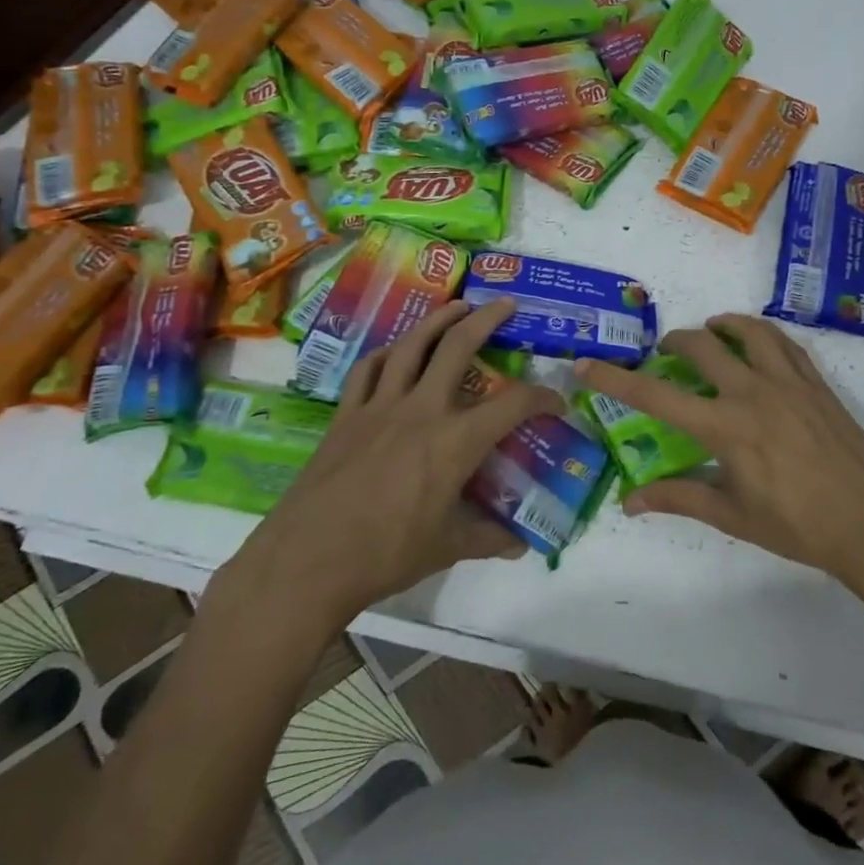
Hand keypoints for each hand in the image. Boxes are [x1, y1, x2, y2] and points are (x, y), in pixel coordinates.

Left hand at [222, 299, 563, 625]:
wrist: (308, 559)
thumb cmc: (386, 554)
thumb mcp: (446, 548)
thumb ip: (487, 538)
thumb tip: (519, 545)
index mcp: (455, 441)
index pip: (512, 405)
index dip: (541, 398)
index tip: (555, 402)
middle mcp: (421, 409)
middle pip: (457, 347)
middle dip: (487, 319)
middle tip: (505, 304)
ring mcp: (379, 406)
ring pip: (411, 345)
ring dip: (437, 319)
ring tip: (457, 306)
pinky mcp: (346, 415)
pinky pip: (368, 369)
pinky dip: (387, 352)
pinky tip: (395, 351)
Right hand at [576, 314, 863, 599]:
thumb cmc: (798, 526)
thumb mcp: (732, 516)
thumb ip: (679, 498)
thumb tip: (630, 501)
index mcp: (726, 427)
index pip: (656, 397)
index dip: (615, 380)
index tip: (585, 364)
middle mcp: (753, 392)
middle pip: (702, 346)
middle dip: (674, 343)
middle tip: (665, 355)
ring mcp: (789, 382)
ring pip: (748, 331)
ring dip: (722, 325)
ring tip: (711, 334)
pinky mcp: (816, 382)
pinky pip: (784, 342)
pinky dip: (761, 335)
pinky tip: (757, 348)